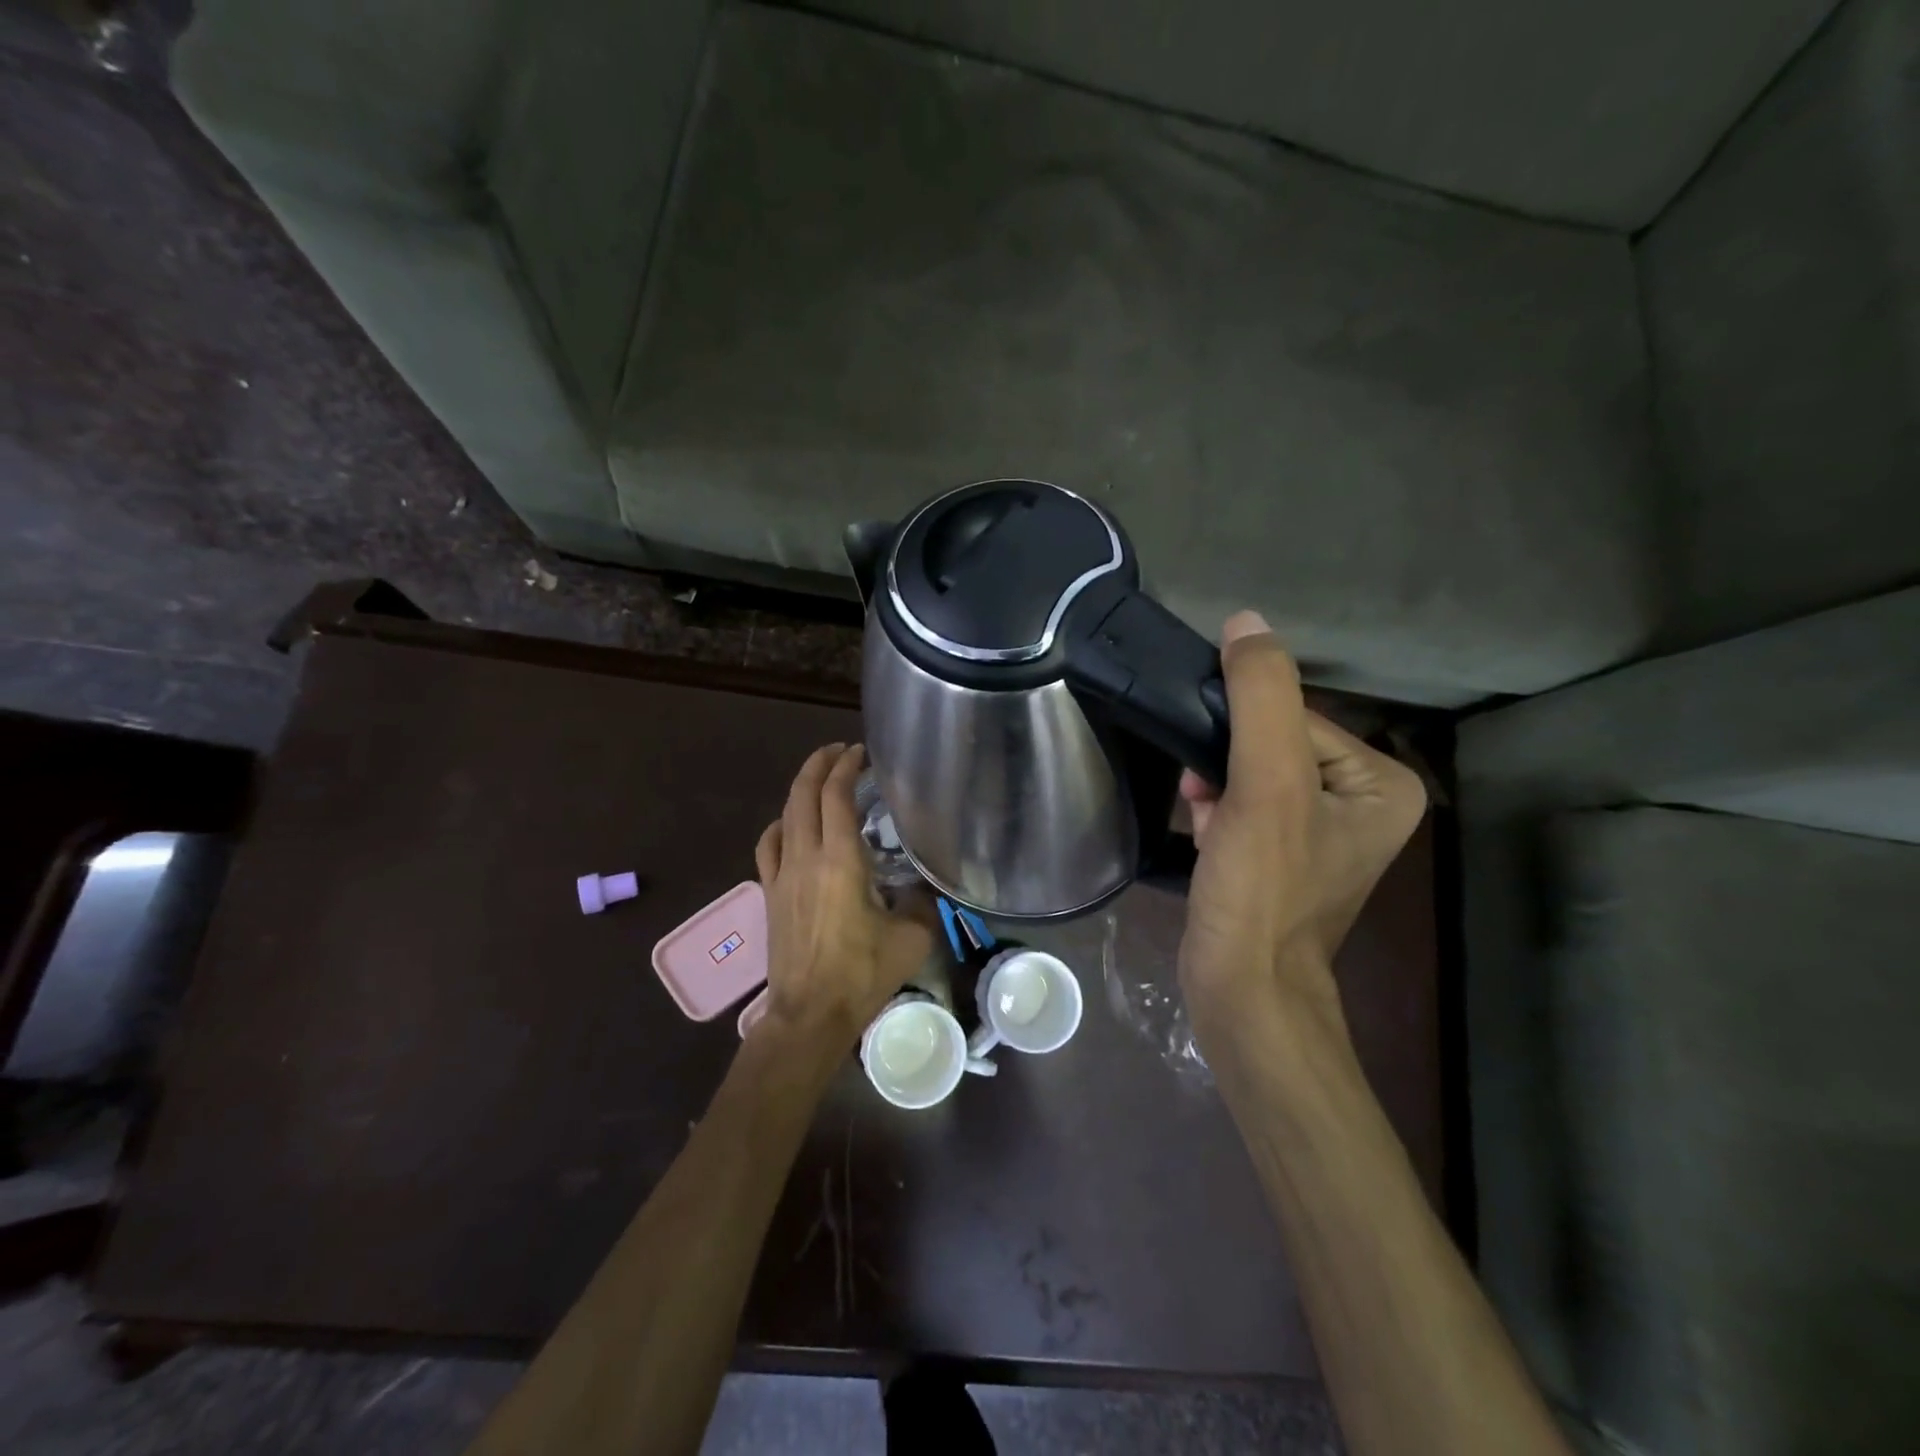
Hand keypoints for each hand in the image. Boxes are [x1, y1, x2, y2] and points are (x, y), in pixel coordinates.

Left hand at [755, 744, 932, 1041]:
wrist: (809, 1014)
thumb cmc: (862, 974)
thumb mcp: (912, 937)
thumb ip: (922, 902)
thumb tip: (926, 887)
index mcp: (840, 860)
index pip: (836, 796)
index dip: (846, 767)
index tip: (860, 752)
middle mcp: (805, 857)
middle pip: (803, 794)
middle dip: (819, 765)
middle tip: (840, 751)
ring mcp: (781, 875)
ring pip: (784, 815)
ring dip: (800, 789)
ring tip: (819, 780)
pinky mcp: (770, 894)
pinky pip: (768, 846)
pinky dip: (780, 825)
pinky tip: (790, 826)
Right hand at [1177, 613, 1427, 1048]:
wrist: (1242, 988)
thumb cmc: (1264, 889)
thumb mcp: (1267, 786)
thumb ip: (1262, 697)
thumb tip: (1246, 621)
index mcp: (1383, 782)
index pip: (1297, 719)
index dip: (1243, 736)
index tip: (1214, 773)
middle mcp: (1361, 803)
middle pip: (1272, 747)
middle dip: (1227, 767)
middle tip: (1205, 800)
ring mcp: (1319, 833)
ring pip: (1250, 776)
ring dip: (1214, 789)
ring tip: (1202, 819)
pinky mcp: (1281, 856)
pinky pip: (1243, 807)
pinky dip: (1215, 813)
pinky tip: (1201, 834)